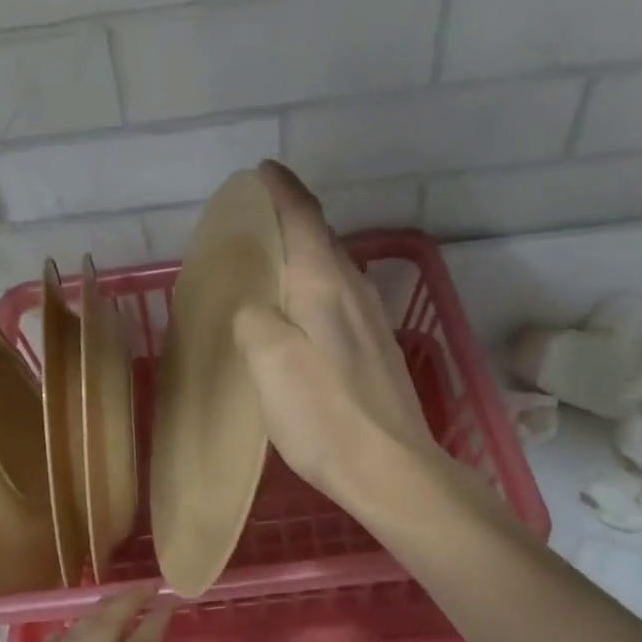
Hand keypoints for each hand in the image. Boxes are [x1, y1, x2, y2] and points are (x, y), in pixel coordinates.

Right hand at [233, 161, 446, 515]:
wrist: (389, 468)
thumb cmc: (324, 414)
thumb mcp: (269, 361)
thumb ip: (252, 318)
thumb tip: (254, 307)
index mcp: (324, 283)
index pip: (302, 215)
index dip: (279, 189)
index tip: (259, 172)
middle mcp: (354, 290)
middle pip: (321, 237)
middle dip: (290, 218)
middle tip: (254, 222)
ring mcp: (371, 321)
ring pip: (333, 269)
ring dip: (304, 255)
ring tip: (273, 263)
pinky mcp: (376, 350)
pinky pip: (340, 299)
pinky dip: (316, 289)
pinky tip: (303, 312)